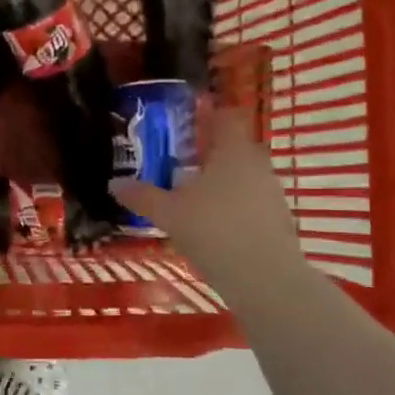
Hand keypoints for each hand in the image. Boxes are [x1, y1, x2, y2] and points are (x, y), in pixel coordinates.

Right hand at [110, 108, 301, 282]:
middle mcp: (258, 165)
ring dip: (222, 182)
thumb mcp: (168, 213)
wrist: (264, 279)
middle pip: (235, 147)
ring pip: (245, 176)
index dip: (208, 115)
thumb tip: (114, 183)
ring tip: (193, 198)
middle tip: (181, 163)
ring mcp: (273, 193)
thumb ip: (142, 196)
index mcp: (233, 151)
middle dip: (211, 153)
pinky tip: (213, 226)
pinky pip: (252, 202)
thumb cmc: (213, 231)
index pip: (226, 116)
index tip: (187, 122)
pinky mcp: (279, 221)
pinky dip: (234, 207)